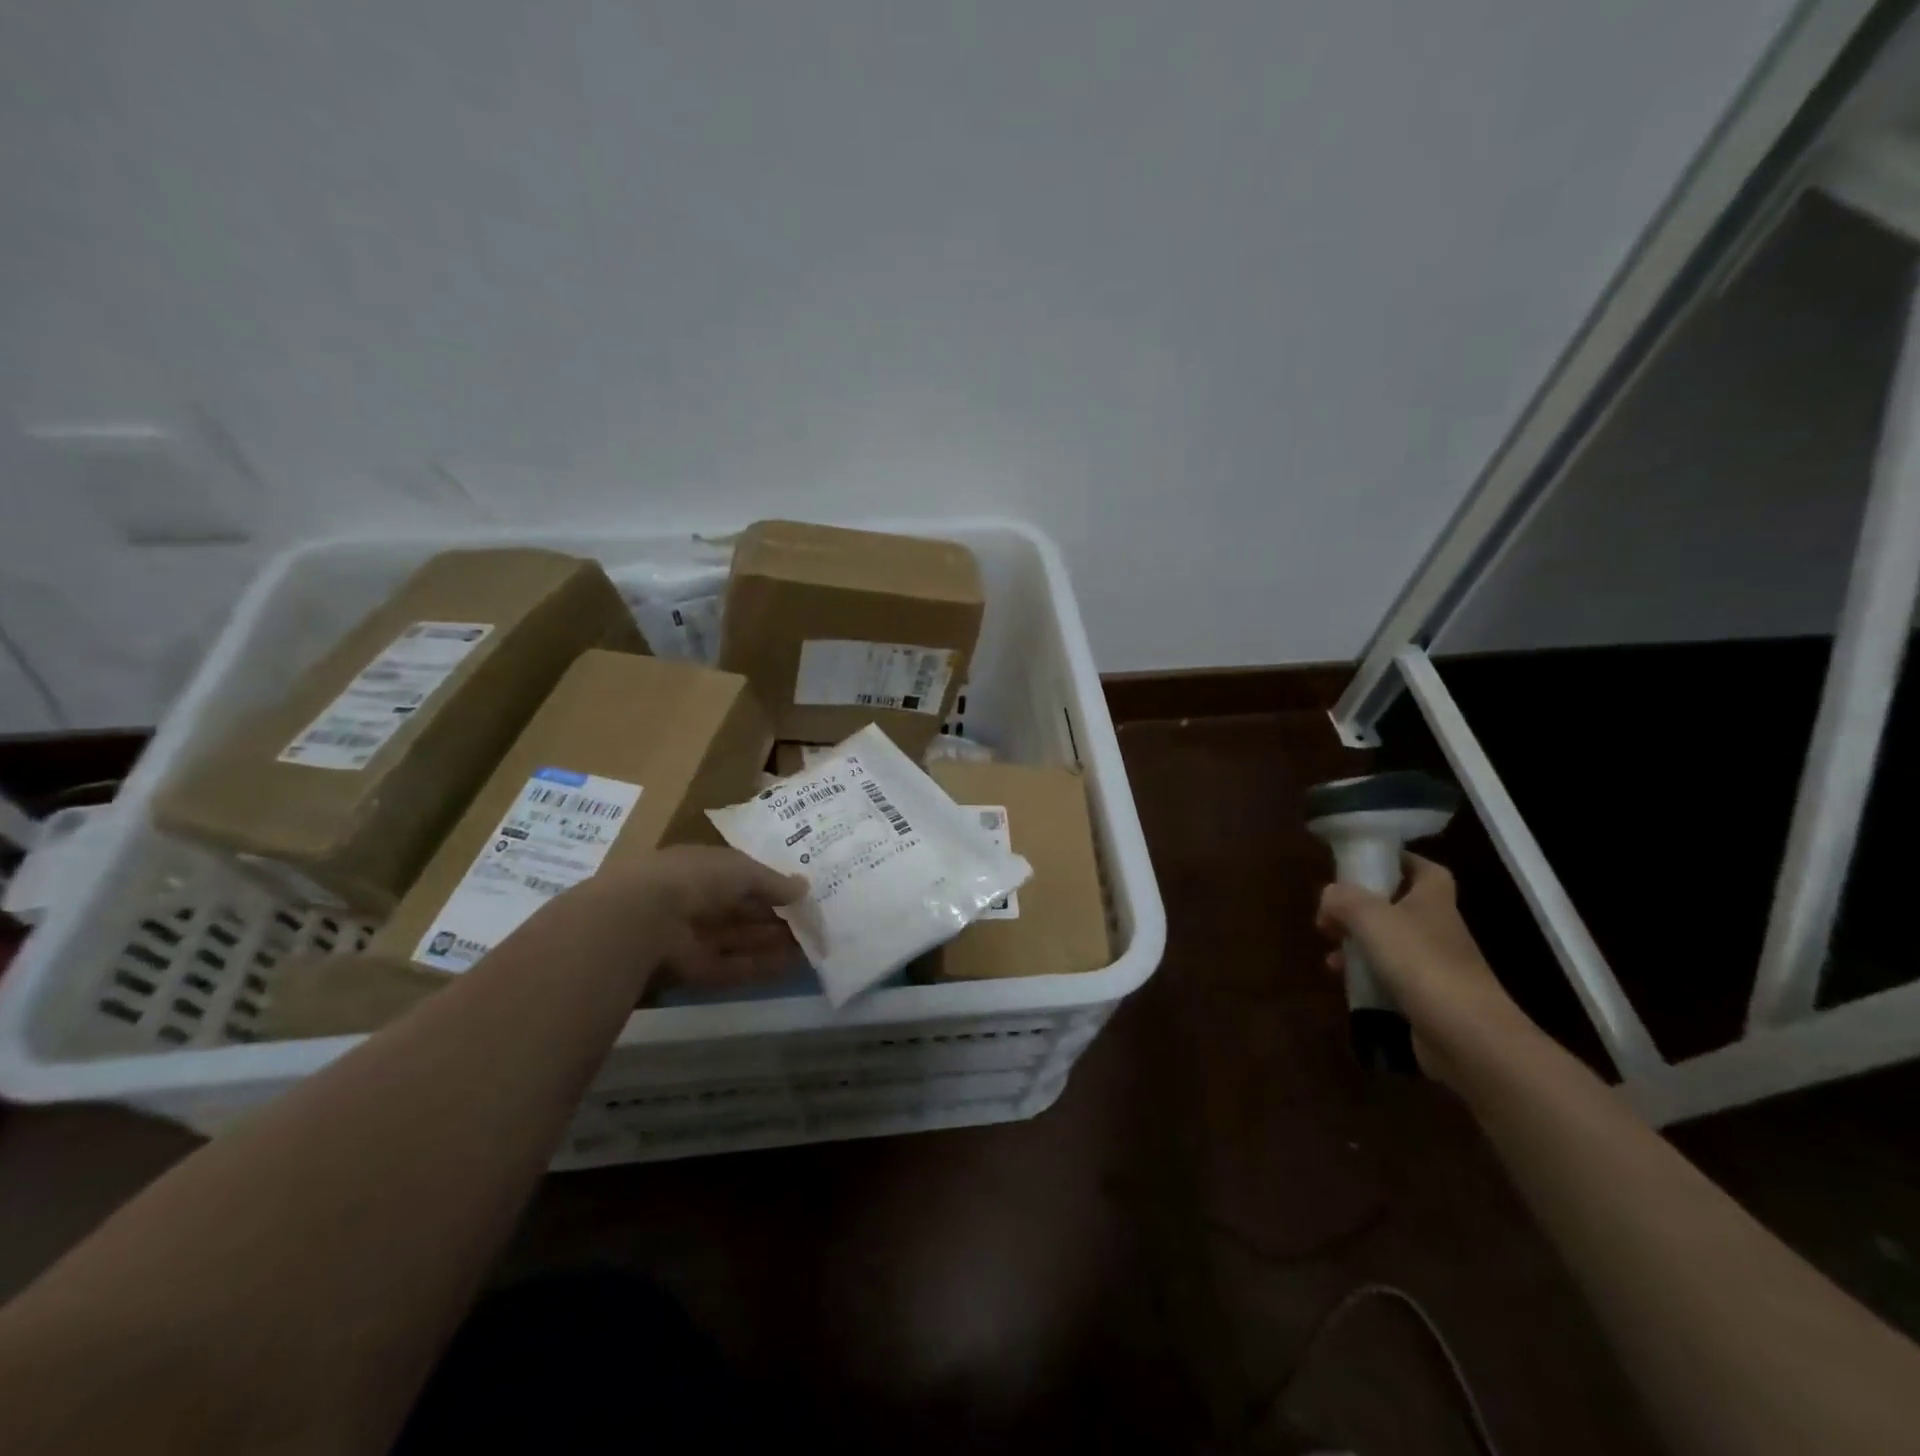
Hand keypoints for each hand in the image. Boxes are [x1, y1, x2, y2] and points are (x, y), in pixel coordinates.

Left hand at [584, 846, 807, 988]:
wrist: (641, 918)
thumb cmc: (694, 878)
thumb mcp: (741, 869)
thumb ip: (772, 881)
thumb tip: (804, 888)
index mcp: (699, 869)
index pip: (738, 878)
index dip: (769, 886)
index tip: (799, 895)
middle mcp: (694, 902)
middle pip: (740, 912)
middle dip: (773, 917)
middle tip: (810, 923)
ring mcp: (691, 938)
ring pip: (738, 940)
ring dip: (771, 942)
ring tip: (809, 945)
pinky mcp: (692, 971)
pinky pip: (731, 967)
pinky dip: (759, 967)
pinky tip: (790, 966)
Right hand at [1315, 853, 1527, 1084]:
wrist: (1467, 1035)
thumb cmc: (1420, 962)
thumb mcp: (1371, 917)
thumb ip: (1344, 898)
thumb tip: (1330, 894)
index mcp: (1433, 899)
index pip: (1423, 868)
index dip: (1396, 861)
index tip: (1362, 865)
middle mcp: (1437, 928)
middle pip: (1398, 906)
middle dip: (1360, 908)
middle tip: (1329, 916)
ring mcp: (1435, 965)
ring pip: (1389, 943)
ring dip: (1356, 943)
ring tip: (1329, 954)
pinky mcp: (1427, 998)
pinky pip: (1389, 977)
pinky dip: (1365, 976)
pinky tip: (1344, 982)